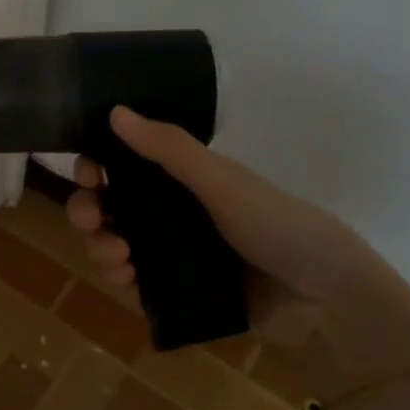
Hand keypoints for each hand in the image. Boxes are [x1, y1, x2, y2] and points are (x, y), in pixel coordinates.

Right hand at [68, 106, 409, 391]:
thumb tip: (115, 111)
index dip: (98, 166)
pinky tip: (126, 278)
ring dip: (102, 246)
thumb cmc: (276, 225)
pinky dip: (122, 278)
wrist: (324, 298)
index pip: (127, 165)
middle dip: (90, 210)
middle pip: (113, 206)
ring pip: (117, 244)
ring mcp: (175, 253)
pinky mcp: (178, 291)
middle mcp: (175, 212)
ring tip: (116, 256)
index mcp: (185, 179)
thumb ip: (170, 149)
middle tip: (89, 219)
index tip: (86, 173)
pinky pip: (135, 282)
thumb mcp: (221, 182)